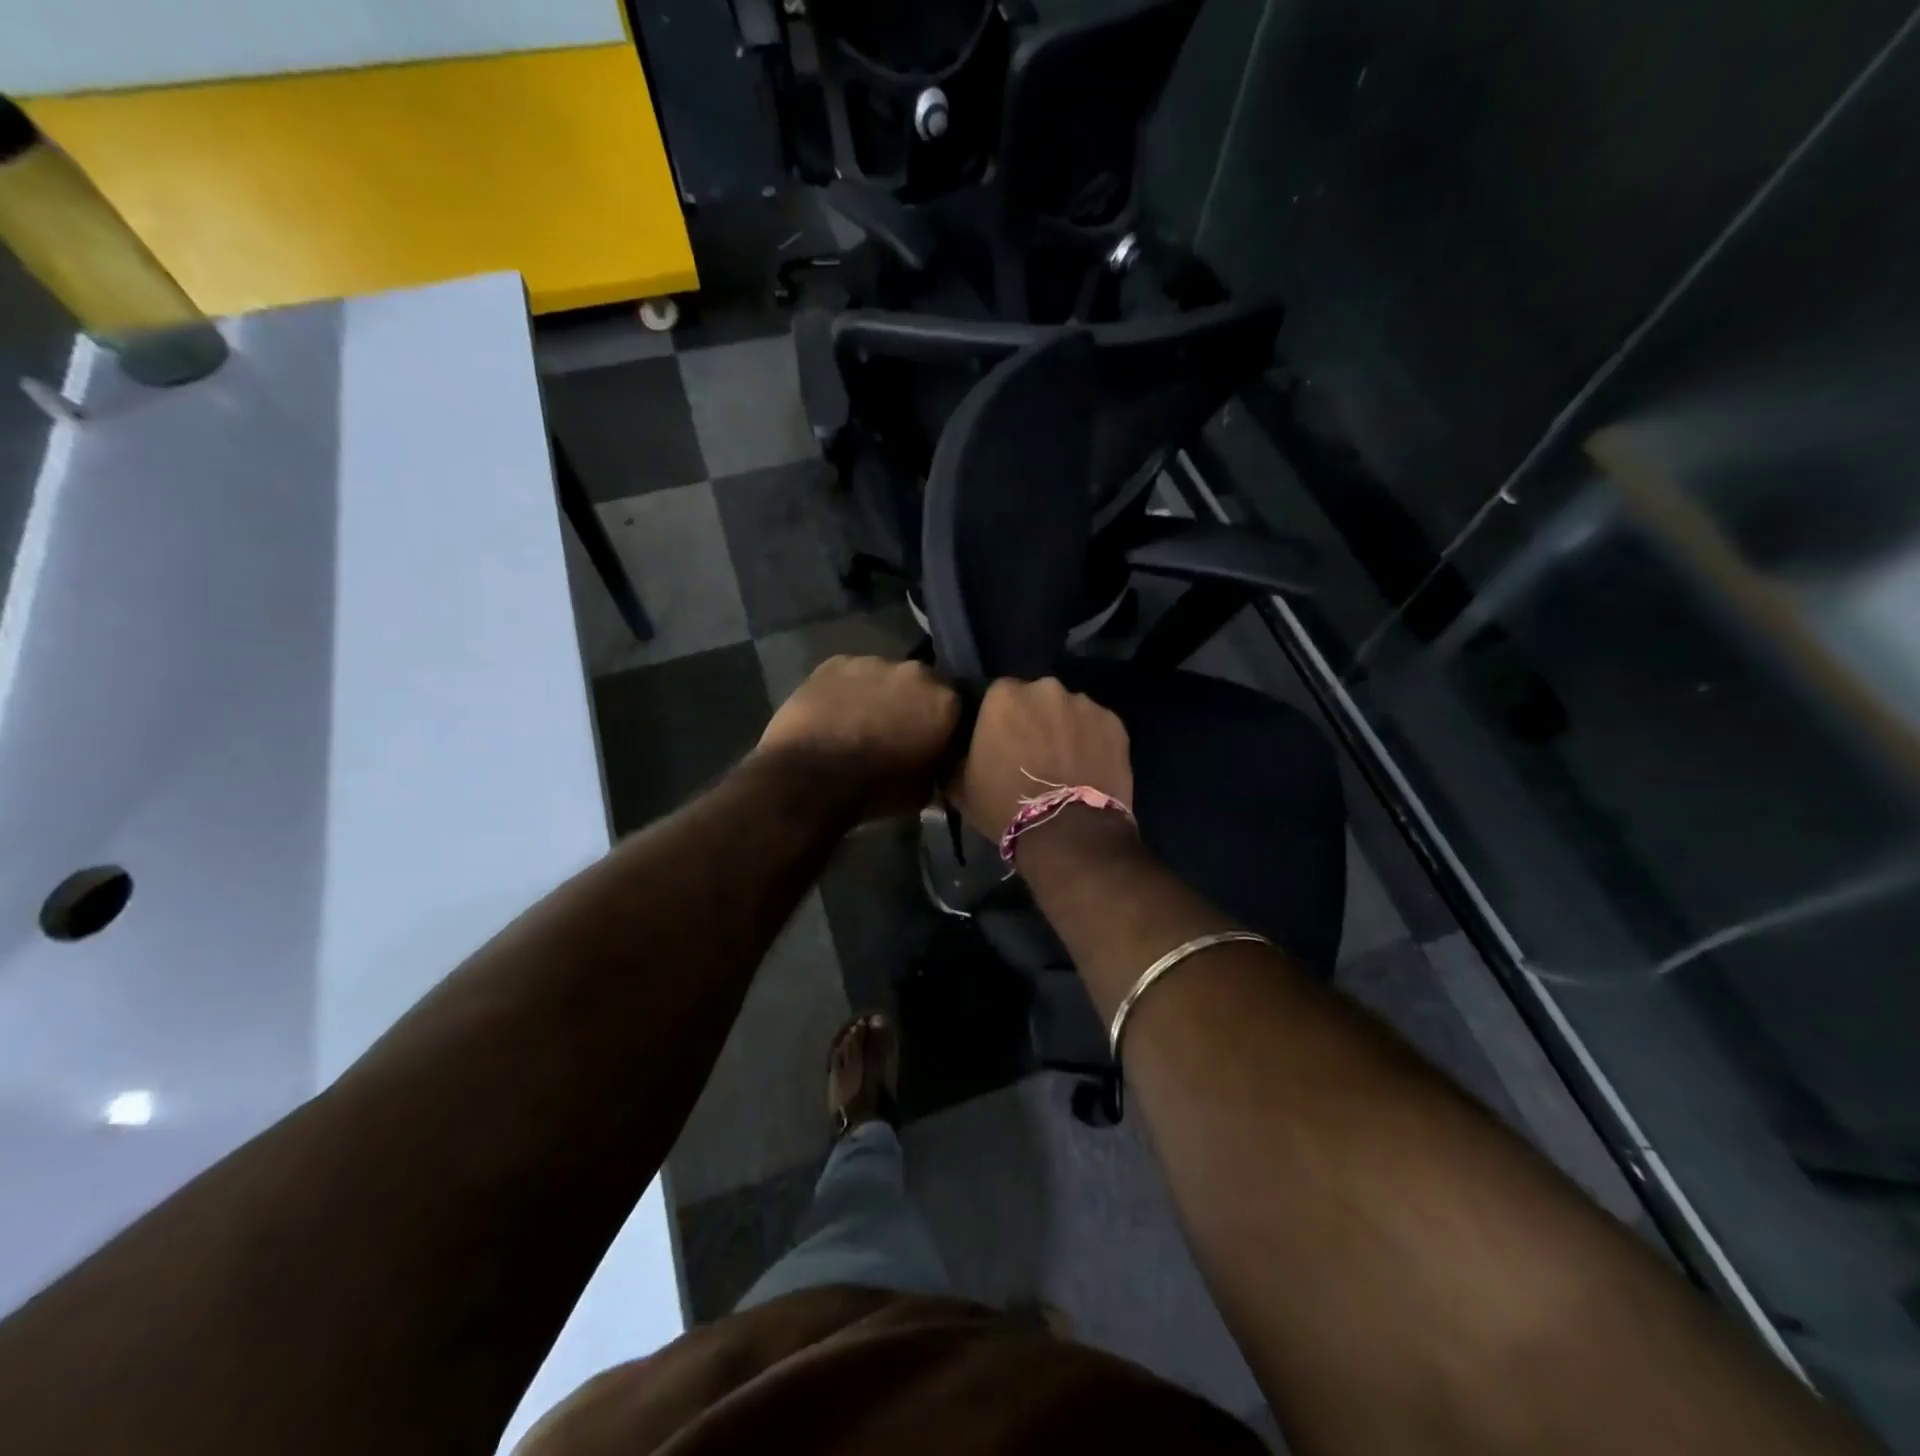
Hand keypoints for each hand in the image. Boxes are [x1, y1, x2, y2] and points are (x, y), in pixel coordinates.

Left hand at [757, 656, 958, 820]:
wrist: (810, 776)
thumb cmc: (875, 790)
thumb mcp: (924, 791)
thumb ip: (937, 766)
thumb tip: (933, 762)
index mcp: (945, 702)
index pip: (957, 707)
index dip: (944, 724)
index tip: (933, 740)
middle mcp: (915, 672)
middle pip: (921, 684)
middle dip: (913, 703)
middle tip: (897, 730)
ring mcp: (872, 662)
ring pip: (884, 676)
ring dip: (879, 694)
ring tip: (861, 723)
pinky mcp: (834, 662)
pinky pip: (849, 675)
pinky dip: (847, 691)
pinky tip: (835, 714)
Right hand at [953, 677, 1134, 843]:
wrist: (1068, 833)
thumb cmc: (1005, 806)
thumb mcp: (960, 786)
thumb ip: (956, 758)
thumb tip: (956, 754)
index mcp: (1003, 696)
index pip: (997, 696)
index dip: (999, 720)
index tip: (1000, 741)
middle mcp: (1045, 689)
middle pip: (1036, 698)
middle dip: (1034, 718)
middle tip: (1032, 752)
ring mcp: (1084, 704)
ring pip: (1068, 710)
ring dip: (1064, 728)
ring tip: (1064, 761)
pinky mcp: (1115, 723)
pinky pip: (1096, 726)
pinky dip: (1091, 740)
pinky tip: (1088, 766)